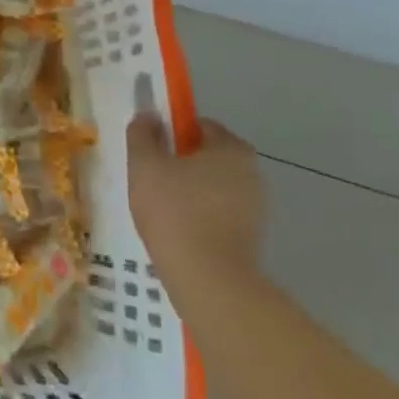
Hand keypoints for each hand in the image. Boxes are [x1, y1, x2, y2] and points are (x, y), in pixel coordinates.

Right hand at [127, 110, 263, 282]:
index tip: (150, 152)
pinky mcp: (251, 239)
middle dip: (180, 165)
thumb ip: (143, 134)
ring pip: (212, 188)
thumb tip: (148, 116)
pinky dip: (200, 219)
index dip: (171, 134)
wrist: (209, 282)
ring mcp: (255, 208)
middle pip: (208, 157)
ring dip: (189, 193)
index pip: (199, 126)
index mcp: (232, 148)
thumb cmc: (175, 212)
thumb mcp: (145, 165)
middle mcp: (252, 173)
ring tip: (160, 212)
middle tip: (150, 181)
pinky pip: (218, 216)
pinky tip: (177, 234)